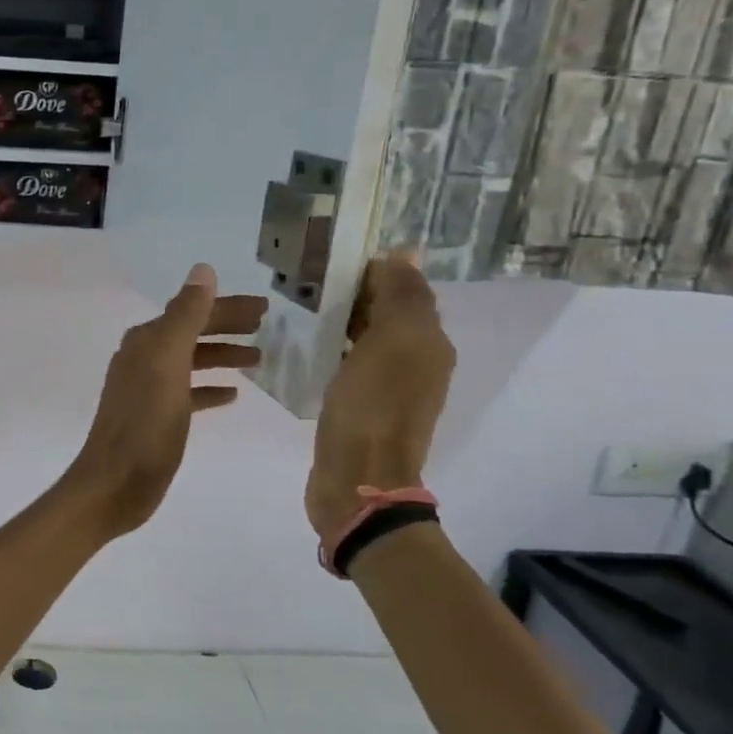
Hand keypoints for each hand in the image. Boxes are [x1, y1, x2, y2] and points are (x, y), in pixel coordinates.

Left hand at [62, 264, 266, 539]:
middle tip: (268, 326)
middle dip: (228, 326)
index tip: (266, 308)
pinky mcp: (156, 417)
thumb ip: (185, 316)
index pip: (192, 311)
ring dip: (223, 355)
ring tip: (260, 358)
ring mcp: (149, 389)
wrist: (115, 483)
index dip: (227, 307)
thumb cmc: (145, 423)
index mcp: (147, 342)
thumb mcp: (168, 364)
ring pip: (192, 361)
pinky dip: (210, 388)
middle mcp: (144, 358)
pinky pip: (189, 393)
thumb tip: (202, 270)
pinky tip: (233, 394)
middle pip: (192, 333)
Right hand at [305, 252, 456, 537]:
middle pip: (388, 312)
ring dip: (343, 319)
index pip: (405, 288)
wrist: (357, 480)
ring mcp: (390, 387)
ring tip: (303, 307)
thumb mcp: (391, 342)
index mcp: (429, 342)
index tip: (330, 259)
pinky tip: (309, 347)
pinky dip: (335, 349)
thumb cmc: (372, 408)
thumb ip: (400, 296)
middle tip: (310, 279)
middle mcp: (417, 361)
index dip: (373, 270)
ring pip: (368, 337)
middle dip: (356, 292)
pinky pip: (352, 363)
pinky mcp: (363, 407)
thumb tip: (405, 253)